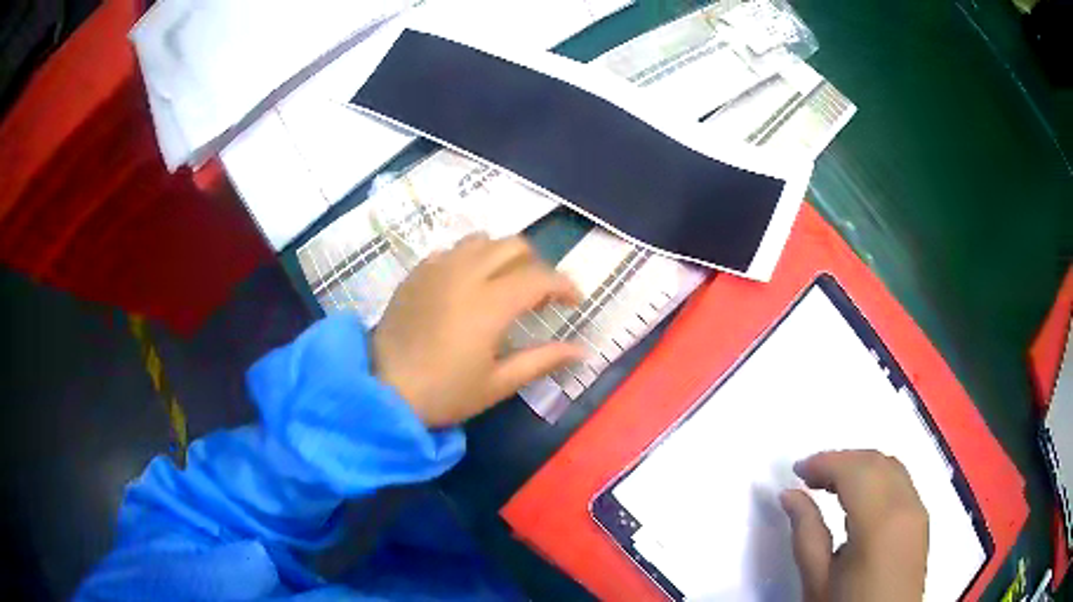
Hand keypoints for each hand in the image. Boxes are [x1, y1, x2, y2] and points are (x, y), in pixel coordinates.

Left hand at [373, 234, 583, 427]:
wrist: (383, 391)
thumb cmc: (445, 393)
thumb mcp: (499, 383)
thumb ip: (543, 360)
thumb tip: (582, 350)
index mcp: (491, 302)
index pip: (540, 277)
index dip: (565, 286)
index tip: (575, 302)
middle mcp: (466, 274)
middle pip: (513, 245)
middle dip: (535, 264)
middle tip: (537, 296)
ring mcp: (437, 269)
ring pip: (481, 241)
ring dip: (502, 256)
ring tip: (503, 285)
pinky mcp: (416, 273)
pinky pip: (451, 251)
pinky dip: (469, 260)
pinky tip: (466, 287)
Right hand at [780, 450, 928, 601]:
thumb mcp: (817, 581)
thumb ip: (806, 533)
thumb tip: (789, 495)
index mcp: (880, 521)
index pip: (855, 470)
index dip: (825, 461)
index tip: (796, 470)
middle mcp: (907, 505)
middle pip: (876, 461)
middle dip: (842, 460)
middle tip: (809, 477)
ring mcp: (919, 511)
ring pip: (891, 467)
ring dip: (860, 467)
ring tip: (830, 485)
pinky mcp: (921, 521)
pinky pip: (901, 482)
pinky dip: (877, 478)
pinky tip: (858, 499)